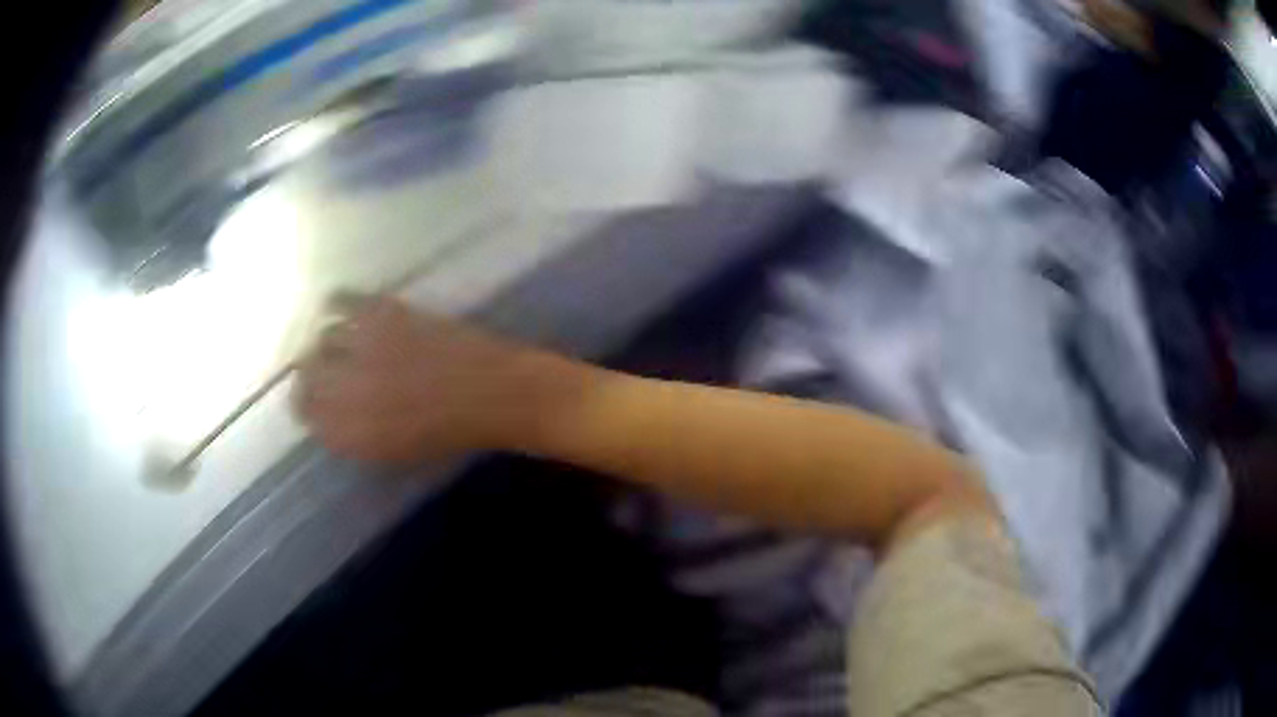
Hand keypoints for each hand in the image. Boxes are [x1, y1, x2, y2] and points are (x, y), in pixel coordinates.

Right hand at [293, 293, 566, 465]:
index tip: (311, 399)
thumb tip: (326, 415)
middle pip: (305, 373)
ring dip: (324, 343)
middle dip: (309, 373)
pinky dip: (335, 303)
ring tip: (337, 343)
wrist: (496, 394)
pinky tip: (340, 309)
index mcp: (351, 431)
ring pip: (321, 338)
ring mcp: (365, 347)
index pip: (304, 412)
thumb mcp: (394, 449)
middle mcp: (348, 389)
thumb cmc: (449, 432)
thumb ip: (353, 434)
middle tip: (322, 370)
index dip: (304, 404)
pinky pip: (343, 300)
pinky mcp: (385, 314)